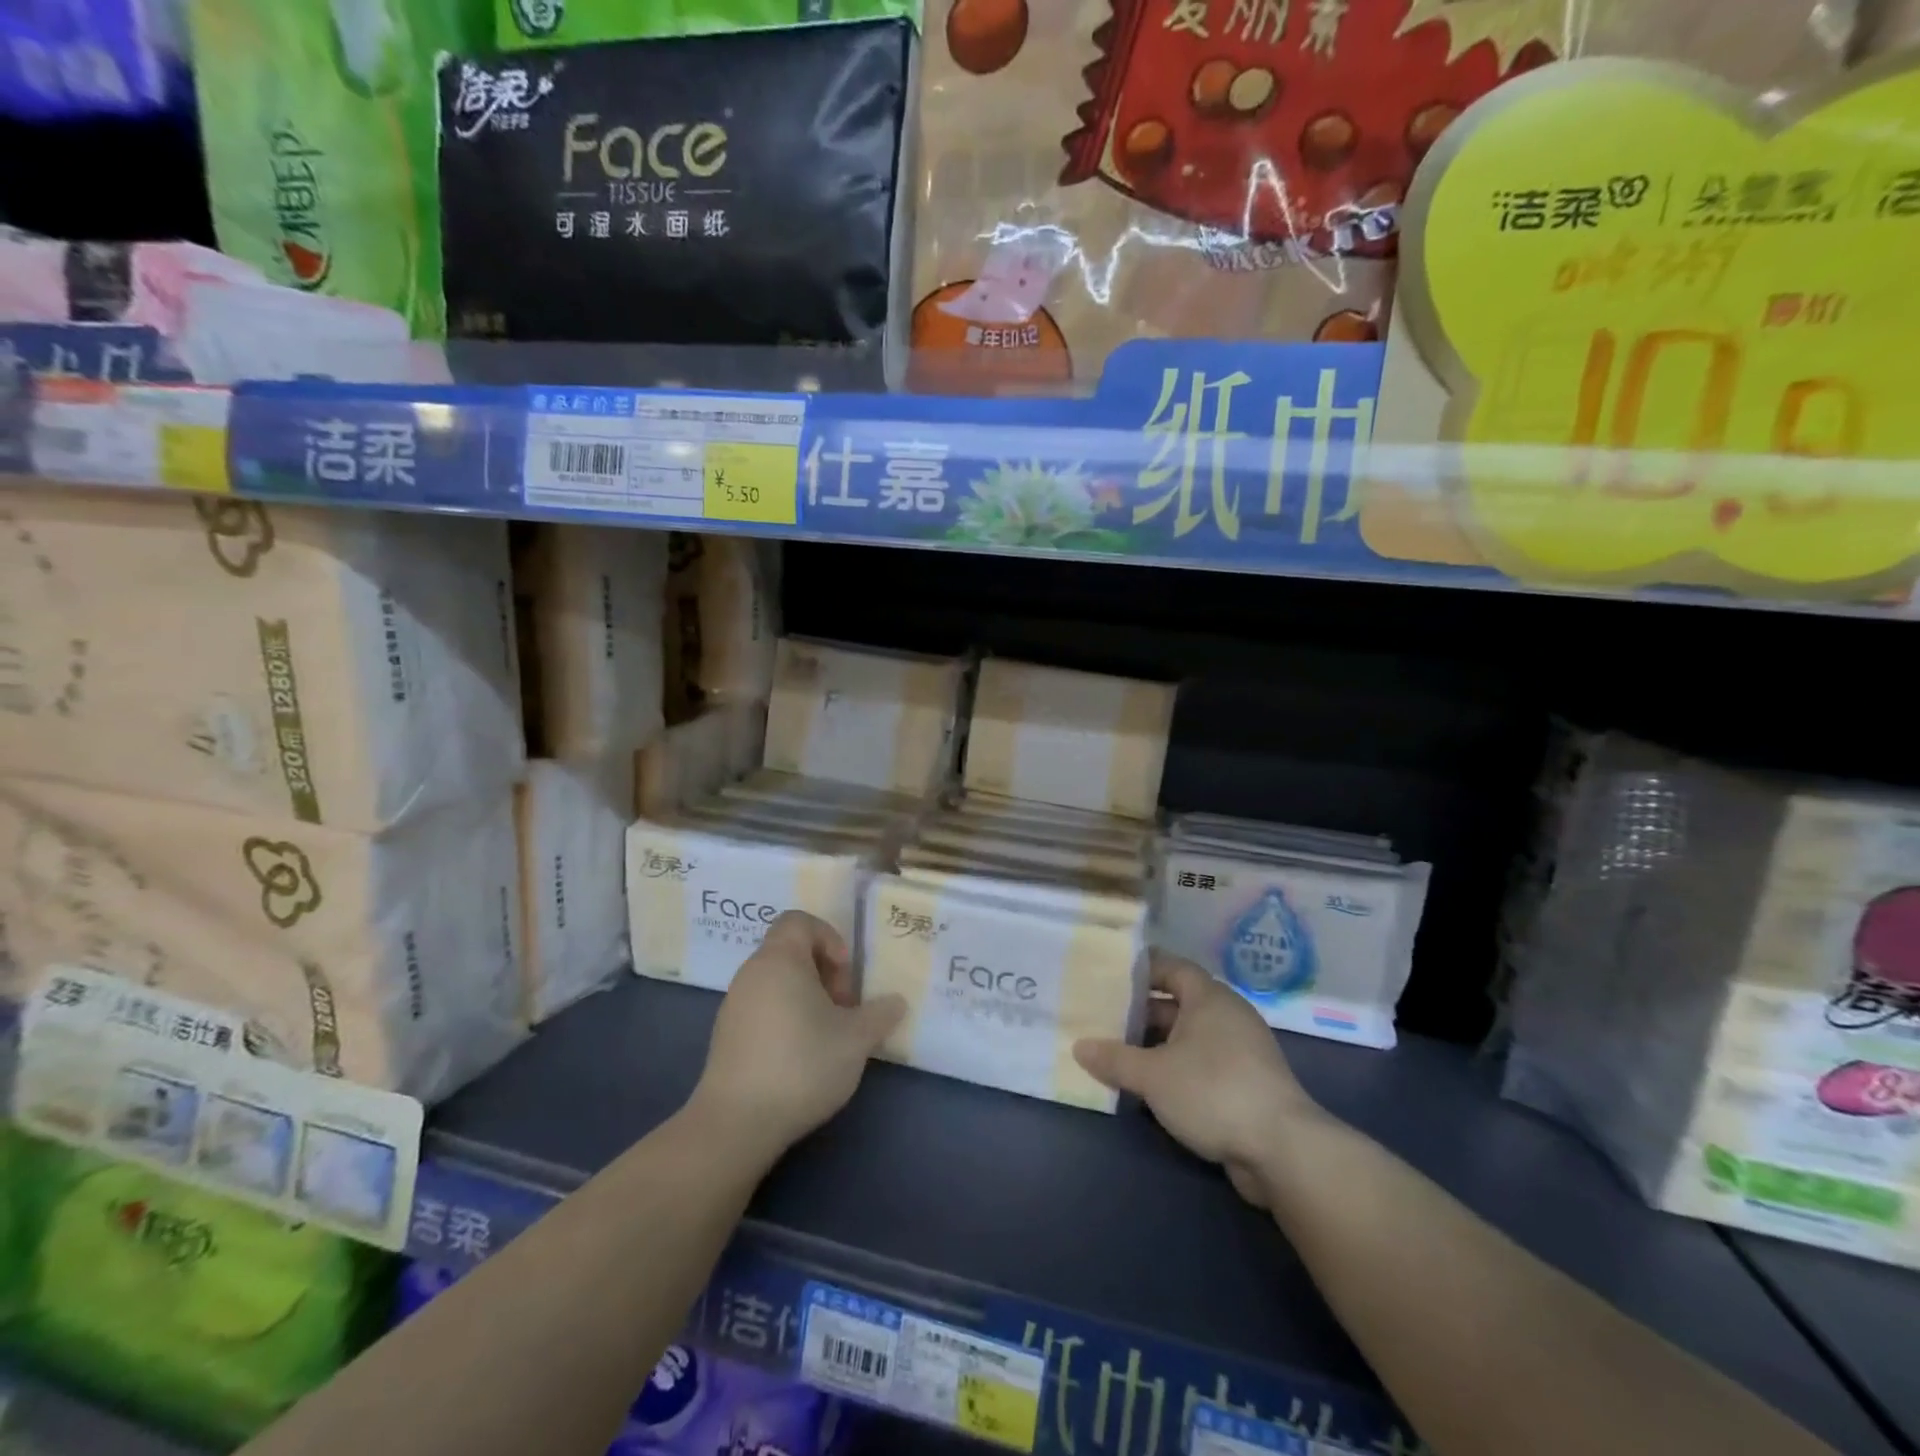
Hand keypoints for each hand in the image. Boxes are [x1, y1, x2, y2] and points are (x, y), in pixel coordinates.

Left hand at [691, 911, 906, 1161]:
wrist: (736, 1123)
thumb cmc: (801, 1065)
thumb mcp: (856, 1039)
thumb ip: (880, 1014)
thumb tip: (896, 1002)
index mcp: (780, 960)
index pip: (799, 921)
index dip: (829, 938)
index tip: (845, 975)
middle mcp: (752, 973)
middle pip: (791, 951)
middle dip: (824, 973)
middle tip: (843, 1010)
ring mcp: (734, 1005)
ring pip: (777, 982)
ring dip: (806, 998)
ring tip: (826, 1036)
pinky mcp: (726, 1036)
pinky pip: (762, 1008)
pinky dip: (785, 1018)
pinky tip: (800, 1057)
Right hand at [1075, 952, 1317, 1207]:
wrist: (1283, 1151)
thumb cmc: (1213, 1091)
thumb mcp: (1153, 1075)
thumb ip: (1114, 1058)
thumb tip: (1079, 1046)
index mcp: (1209, 997)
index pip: (1170, 966)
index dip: (1141, 968)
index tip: (1108, 974)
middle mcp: (1227, 1015)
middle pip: (1177, 1002)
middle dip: (1140, 1012)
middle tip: (1103, 1018)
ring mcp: (1241, 1050)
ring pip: (1188, 1036)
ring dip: (1156, 1045)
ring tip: (1118, 1054)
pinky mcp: (1246, 1083)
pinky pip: (1202, 1063)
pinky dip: (1176, 1068)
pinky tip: (1150, 1087)